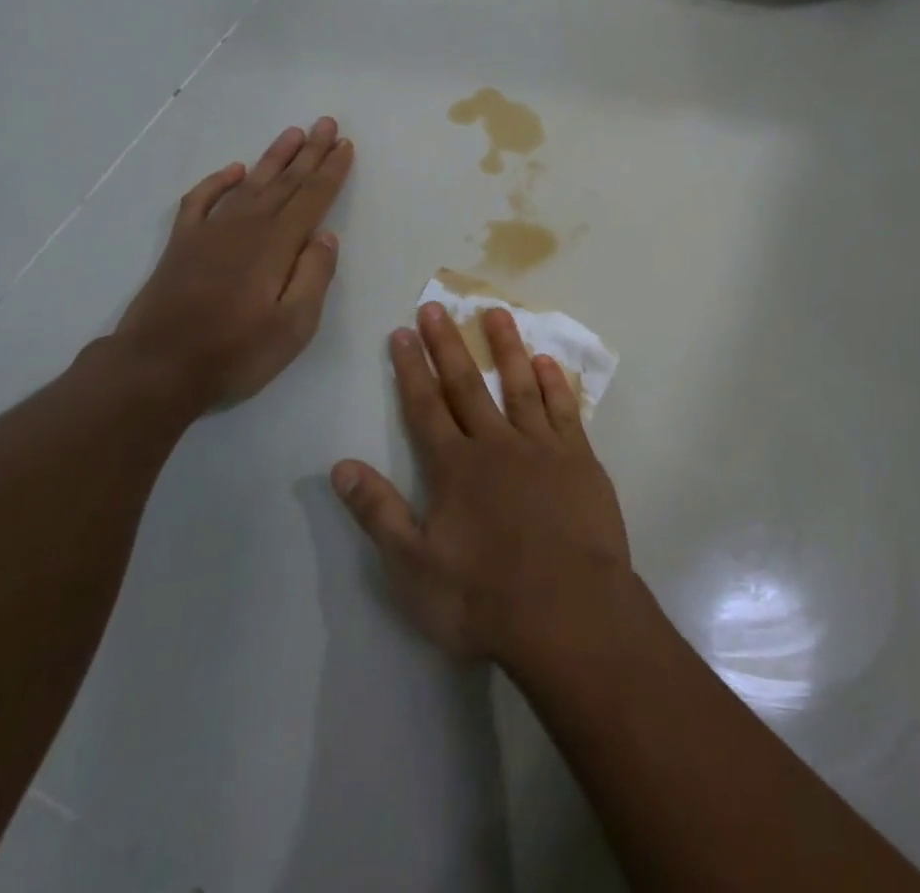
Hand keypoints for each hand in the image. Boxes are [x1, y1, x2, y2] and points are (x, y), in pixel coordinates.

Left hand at [113, 118, 353, 407]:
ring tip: (293, 133)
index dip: (331, 171)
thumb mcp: (293, 326)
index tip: (345, 145)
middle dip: (309, 152)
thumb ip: (313, 277)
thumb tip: (326, 236)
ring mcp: (210, 232)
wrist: (156, 369)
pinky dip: (220, 182)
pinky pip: (202, 200)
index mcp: (276, 245)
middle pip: (285, 182)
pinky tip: (235, 170)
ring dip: (274, 158)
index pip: (312, 198)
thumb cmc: (235, 352)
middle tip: (326, 123)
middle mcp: (245, 227)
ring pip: (250, 184)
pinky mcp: (183, 244)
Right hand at [332, 303, 633, 665]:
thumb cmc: (484, 597)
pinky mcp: (579, 460)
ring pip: (519, 384)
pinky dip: (553, 383)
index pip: (425, 406)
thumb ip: (378, 513)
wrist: (568, 612)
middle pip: (466, 384)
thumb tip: (340, 466)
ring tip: (495, 313)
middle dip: (447, 344)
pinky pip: (563, 410)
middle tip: (436, 306)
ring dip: (505, 347)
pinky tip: (547, 362)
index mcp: (454, 467)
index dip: (410, 368)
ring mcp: (542, 447)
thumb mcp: (413, 568)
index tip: (402, 332)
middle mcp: (496, 444)